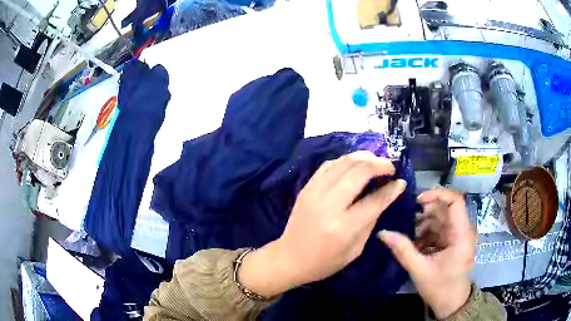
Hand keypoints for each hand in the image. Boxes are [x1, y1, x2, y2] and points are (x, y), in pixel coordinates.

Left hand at [238, 151, 406, 296]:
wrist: (289, 258)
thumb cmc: (325, 262)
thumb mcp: (355, 250)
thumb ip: (371, 221)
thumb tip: (385, 197)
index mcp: (344, 227)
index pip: (374, 200)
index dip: (391, 189)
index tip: (401, 182)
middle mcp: (329, 204)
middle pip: (359, 171)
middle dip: (380, 164)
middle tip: (390, 167)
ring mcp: (315, 192)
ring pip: (344, 162)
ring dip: (364, 157)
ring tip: (376, 161)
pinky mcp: (306, 187)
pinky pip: (329, 165)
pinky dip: (345, 160)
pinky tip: (355, 164)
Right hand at [379, 189, 476, 318]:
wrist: (451, 302)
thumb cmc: (440, 287)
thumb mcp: (420, 270)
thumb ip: (403, 250)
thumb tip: (383, 233)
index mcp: (461, 234)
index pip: (455, 201)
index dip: (437, 194)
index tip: (417, 201)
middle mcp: (463, 230)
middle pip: (445, 209)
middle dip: (425, 213)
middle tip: (407, 222)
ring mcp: (458, 236)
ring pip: (441, 219)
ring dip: (424, 224)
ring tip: (410, 238)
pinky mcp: (453, 241)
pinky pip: (439, 229)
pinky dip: (427, 233)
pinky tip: (416, 245)